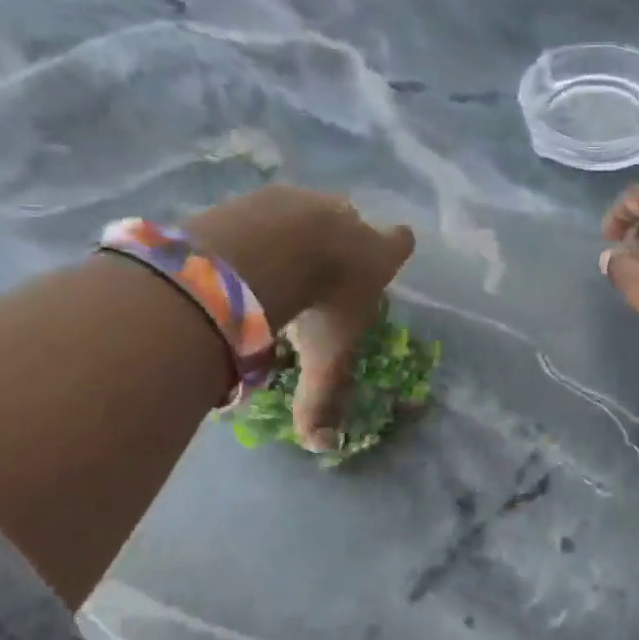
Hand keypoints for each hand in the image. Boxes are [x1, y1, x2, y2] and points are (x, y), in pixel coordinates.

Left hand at [186, 186, 414, 449]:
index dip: (395, 247)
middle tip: (317, 271)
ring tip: (271, 264)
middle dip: (340, 241)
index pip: (401, 242)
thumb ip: (323, 399)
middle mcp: (348, 218)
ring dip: (296, 232)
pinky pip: (265, 210)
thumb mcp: (326, 357)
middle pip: (353, 222)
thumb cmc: (317, 303)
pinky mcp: (262, 193)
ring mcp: (305, 200)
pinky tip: (237, 252)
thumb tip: (322, 446)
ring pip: (308, 211)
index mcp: (377, 254)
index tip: (385, 254)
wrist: (266, 249)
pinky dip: (257, 228)